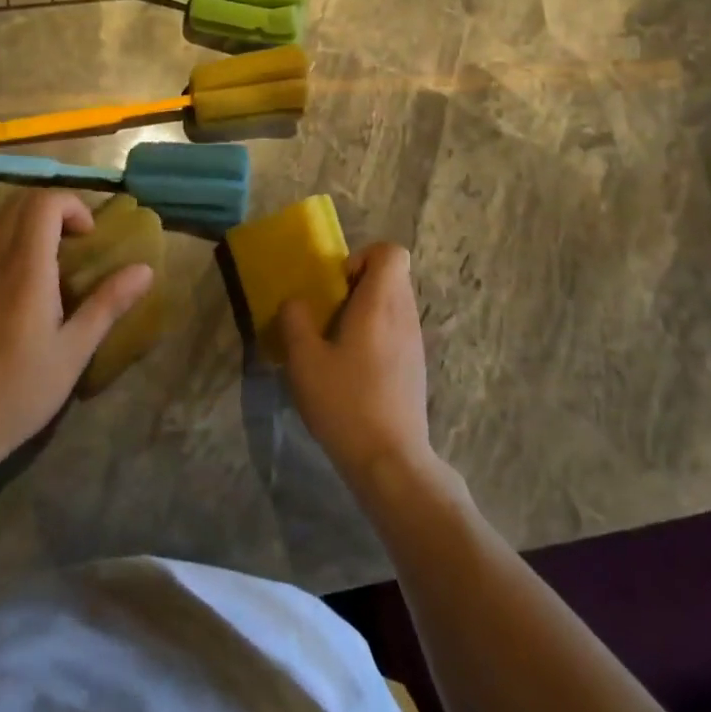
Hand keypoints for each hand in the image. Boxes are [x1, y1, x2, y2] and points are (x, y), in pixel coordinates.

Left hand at [0, 191, 152, 461]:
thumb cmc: (21, 389)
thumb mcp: (74, 350)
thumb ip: (108, 303)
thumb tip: (145, 269)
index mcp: (26, 268)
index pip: (44, 203)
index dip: (72, 206)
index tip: (89, 237)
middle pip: (19, 201)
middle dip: (53, 207)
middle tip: (76, 239)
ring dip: (28, 219)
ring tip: (52, 252)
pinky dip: (7, 236)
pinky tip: (22, 276)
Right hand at [275, 243, 433, 492]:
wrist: (390, 460)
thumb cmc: (345, 403)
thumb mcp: (304, 360)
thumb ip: (296, 320)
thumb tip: (296, 302)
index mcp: (381, 304)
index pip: (391, 252)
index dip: (362, 256)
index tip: (337, 284)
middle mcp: (404, 315)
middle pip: (391, 275)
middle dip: (358, 283)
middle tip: (328, 311)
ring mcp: (414, 342)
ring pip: (394, 303)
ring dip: (365, 310)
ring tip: (335, 341)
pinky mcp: (414, 366)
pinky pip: (396, 329)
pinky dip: (375, 333)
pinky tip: (352, 368)